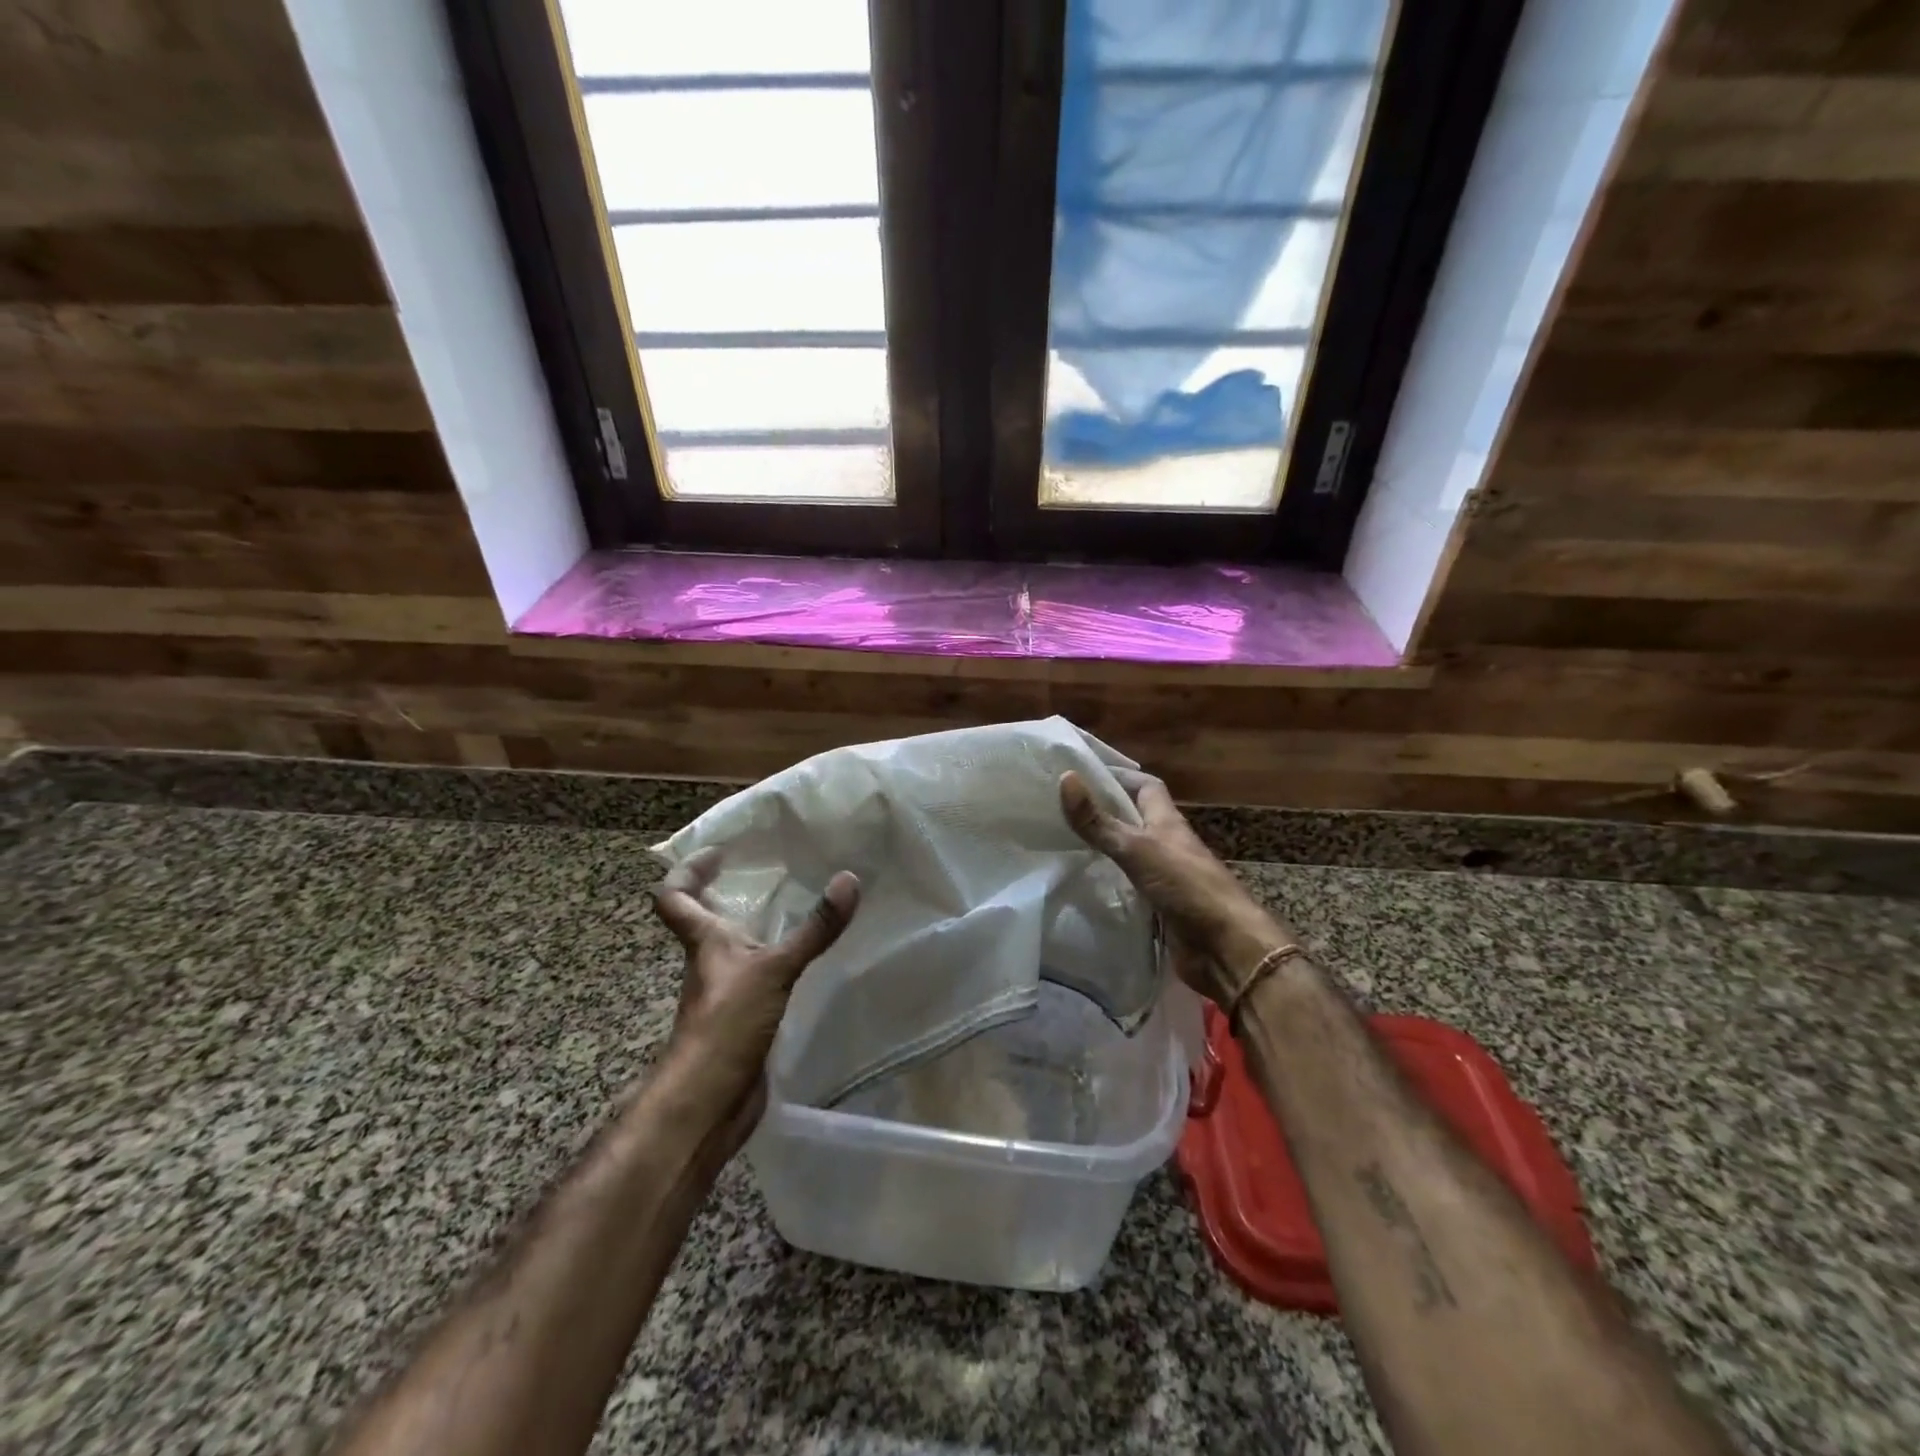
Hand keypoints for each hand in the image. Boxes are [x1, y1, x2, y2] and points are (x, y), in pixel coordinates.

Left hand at [651, 848, 859, 1147]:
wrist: (708, 1104)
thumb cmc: (726, 1025)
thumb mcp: (774, 968)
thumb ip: (814, 928)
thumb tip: (849, 879)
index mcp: (703, 942)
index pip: (674, 897)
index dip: (688, 871)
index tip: (719, 852)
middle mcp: (709, 963)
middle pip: (702, 920)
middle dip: (724, 894)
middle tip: (766, 871)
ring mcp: (724, 993)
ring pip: (732, 950)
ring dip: (752, 928)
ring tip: (793, 908)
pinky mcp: (742, 1019)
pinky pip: (756, 978)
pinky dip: (773, 963)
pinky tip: (803, 961)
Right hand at [1060, 768, 1287, 1003]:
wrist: (1225, 948)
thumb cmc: (1186, 886)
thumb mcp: (1137, 849)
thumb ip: (1099, 821)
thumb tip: (1066, 777)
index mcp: (1167, 821)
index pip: (1145, 786)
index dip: (1119, 776)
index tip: (1083, 774)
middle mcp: (1167, 844)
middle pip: (1136, 819)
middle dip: (1106, 811)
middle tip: (1063, 809)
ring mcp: (1165, 876)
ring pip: (1131, 853)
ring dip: (1105, 847)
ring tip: (1064, 843)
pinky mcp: (1161, 906)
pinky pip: (1130, 886)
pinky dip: (1110, 882)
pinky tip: (1085, 884)